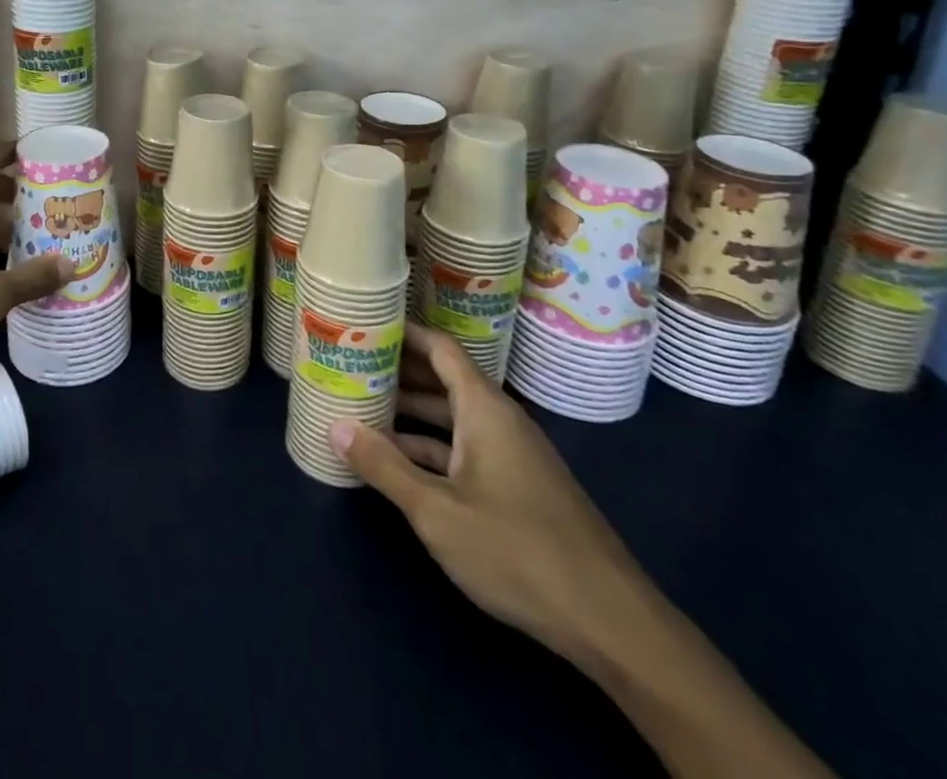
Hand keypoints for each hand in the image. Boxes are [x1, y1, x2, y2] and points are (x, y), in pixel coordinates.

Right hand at [330, 323, 651, 660]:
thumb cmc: (517, 551)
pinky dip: (430, 447)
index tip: (364, 324)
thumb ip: (384, 467)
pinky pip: (464, 448)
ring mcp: (511, 455)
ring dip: (410, 413)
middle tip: (349, 366)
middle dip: (397, 373)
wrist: (610, 622)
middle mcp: (499, 421)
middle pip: (442, 380)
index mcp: (484, 409)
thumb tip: (335, 426)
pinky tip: (398, 462)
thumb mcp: (437, 511)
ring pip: (452, 418)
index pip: (440, 348)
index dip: (403, 332)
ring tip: (361, 409)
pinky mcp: (517, 488)